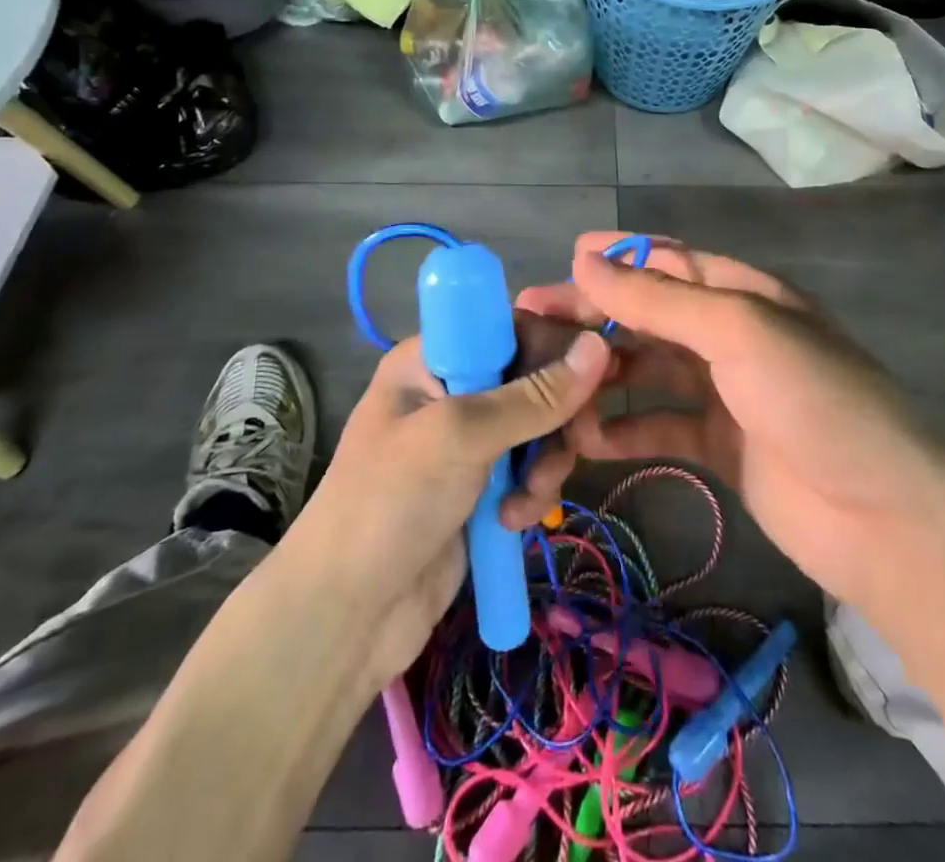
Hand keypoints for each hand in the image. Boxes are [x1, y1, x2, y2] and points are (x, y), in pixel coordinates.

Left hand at [283, 316, 609, 686]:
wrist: (345, 617)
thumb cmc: (391, 503)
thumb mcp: (460, 436)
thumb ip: (533, 395)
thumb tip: (599, 346)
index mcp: (433, 358)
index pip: (510, 326)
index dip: (555, 344)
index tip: (596, 374)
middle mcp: (452, 389)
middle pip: (533, 377)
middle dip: (557, 414)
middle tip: (578, 442)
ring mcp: (467, 441)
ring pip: (539, 427)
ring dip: (546, 461)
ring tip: (528, 499)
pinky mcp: (481, 486)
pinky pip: (530, 470)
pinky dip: (532, 492)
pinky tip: (514, 521)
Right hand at [517, 233, 944, 610]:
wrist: (884, 516)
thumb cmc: (813, 400)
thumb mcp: (737, 330)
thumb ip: (659, 298)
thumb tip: (584, 258)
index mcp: (742, 294)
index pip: (668, 261)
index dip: (617, 257)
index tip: (563, 258)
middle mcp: (731, 336)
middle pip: (649, 316)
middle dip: (594, 317)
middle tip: (530, 322)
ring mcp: (726, 393)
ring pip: (649, 371)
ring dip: (603, 375)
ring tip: (549, 384)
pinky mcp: (721, 446)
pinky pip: (660, 426)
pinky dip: (625, 428)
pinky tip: (586, 437)